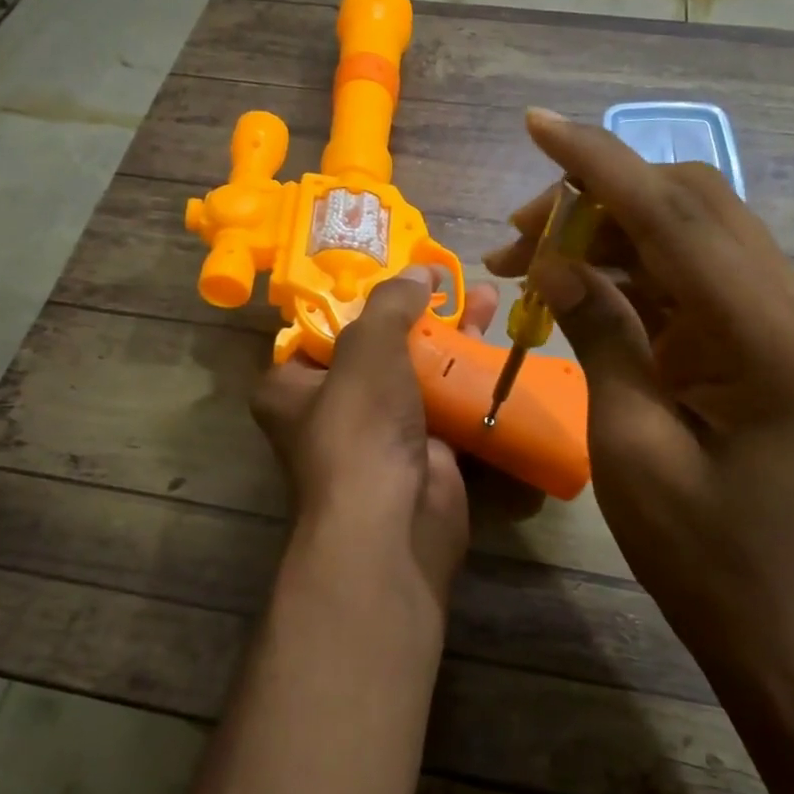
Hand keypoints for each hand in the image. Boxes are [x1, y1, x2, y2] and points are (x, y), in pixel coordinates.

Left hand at [250, 267, 502, 603]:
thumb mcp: (367, 348)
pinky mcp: (423, 453)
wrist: (394, 522)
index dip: (361, 299)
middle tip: (452, 282)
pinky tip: (500, 348)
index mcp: (293, 387)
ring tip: (487, 300)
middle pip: (380, 348)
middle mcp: (331, 411)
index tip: (398, 273)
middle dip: (420, 313)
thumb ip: (390, 303)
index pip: (324, 330)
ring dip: (453, 340)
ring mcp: (380, 435)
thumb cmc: (360, 426)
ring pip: (418, 374)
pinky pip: (447, 406)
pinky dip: (469, 380)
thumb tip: (419, 271)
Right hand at [484, 111, 793, 655]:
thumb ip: (599, 332)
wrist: (768, 610)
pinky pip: (685, 270)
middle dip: (595, 198)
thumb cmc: (697, 548)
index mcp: (768, 337)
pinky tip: (571, 285)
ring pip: (684, 229)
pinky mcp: (755, 332)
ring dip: (604, 231)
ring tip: (525, 261)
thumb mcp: (628, 441)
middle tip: (516, 237)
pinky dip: (625, 264)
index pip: (676, 215)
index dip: (600, 163)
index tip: (538, 124)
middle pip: (688, 202)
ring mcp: (776, 316)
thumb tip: (552, 261)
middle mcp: (787, 306)